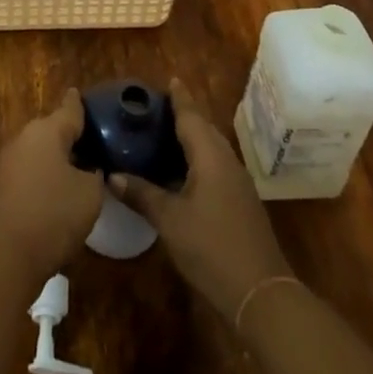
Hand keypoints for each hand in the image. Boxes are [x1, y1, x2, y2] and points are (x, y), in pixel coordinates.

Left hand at [0, 88, 104, 282]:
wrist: (6, 256)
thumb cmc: (53, 215)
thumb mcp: (90, 194)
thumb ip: (95, 174)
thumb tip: (90, 169)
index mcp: (46, 131)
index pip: (69, 109)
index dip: (79, 103)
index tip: (81, 93)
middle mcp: (24, 138)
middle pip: (52, 130)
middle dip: (70, 135)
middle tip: (92, 142)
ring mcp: (8, 162)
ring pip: (40, 151)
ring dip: (57, 157)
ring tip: (79, 168)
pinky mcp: (1, 186)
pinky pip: (30, 171)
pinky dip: (45, 175)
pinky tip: (58, 191)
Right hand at [110, 78, 292, 320]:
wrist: (261, 294)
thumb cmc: (212, 248)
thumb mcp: (170, 220)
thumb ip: (142, 194)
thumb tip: (111, 175)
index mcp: (210, 156)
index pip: (191, 116)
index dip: (179, 98)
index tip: (169, 79)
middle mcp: (226, 161)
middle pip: (203, 129)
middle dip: (183, 115)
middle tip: (155, 108)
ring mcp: (237, 183)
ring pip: (210, 149)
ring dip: (190, 138)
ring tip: (162, 134)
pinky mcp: (239, 202)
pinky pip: (214, 166)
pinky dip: (195, 159)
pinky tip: (179, 171)